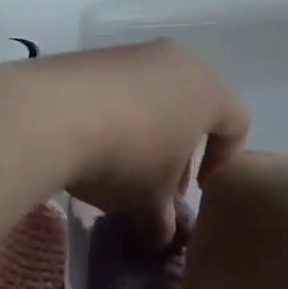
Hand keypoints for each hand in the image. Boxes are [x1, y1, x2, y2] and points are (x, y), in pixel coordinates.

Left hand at [13, 41, 248, 239]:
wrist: (51, 113)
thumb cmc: (125, 156)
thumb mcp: (148, 200)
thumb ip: (162, 219)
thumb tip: (160, 235)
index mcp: (208, 90)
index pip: (236, 124)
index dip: (222, 162)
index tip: (196, 191)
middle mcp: (177, 61)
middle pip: (194, 107)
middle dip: (180, 149)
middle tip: (159, 184)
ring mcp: (134, 52)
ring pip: (156, 94)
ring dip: (147, 130)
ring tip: (122, 165)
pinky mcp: (96, 54)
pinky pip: (120, 86)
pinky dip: (117, 112)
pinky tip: (93, 140)